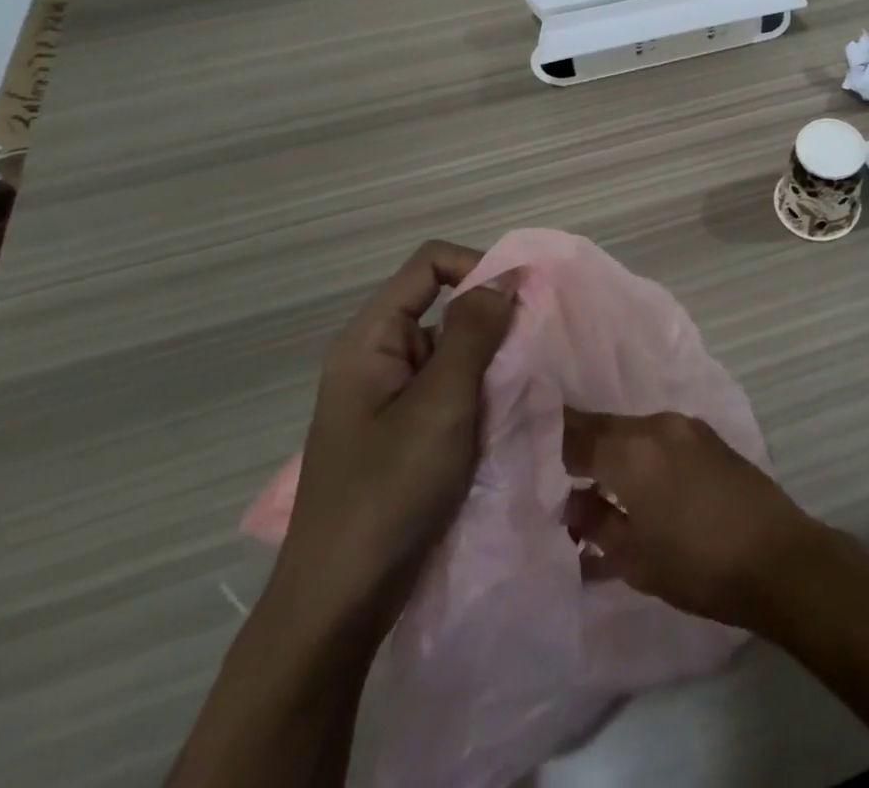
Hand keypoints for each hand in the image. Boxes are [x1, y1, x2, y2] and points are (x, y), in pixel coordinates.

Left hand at [275, 241, 515, 629]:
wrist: (338, 605)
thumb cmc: (388, 494)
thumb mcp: (441, 405)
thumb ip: (474, 333)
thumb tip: (505, 275)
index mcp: (370, 340)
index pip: (429, 264)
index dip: (478, 267)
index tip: (524, 299)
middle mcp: (376, 357)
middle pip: (441, 304)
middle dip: (489, 320)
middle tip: (529, 353)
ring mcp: (387, 396)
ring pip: (450, 349)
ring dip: (488, 361)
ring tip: (518, 391)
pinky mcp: (401, 430)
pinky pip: (447, 387)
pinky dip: (478, 392)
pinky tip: (500, 419)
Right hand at [562, 409, 828, 629]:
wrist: (777, 557)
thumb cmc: (698, 565)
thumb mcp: (634, 557)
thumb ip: (595, 522)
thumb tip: (570, 502)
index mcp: (631, 450)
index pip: (575, 434)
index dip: (548, 442)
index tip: (524, 452)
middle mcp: (656, 425)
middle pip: (603, 427)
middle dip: (577, 447)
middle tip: (553, 474)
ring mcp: (685, 426)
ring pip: (631, 430)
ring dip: (609, 451)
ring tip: (591, 487)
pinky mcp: (706, 437)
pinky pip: (657, 436)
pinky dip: (638, 453)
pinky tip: (633, 485)